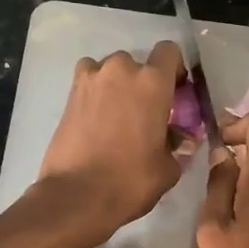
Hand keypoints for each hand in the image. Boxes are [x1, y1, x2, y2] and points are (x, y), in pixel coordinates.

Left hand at [37, 41, 186, 246]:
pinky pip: (88, 83)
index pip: (169, 52)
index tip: (175, 93)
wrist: (77, 196)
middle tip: (145, 114)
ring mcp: (90, 79)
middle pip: (138, 64)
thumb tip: (179, 138)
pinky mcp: (69, 95)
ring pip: (110, 71)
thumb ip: (177, 145)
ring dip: (116, 86)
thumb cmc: (131, 181)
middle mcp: (121, 70)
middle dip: (143, 83)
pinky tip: (97, 120)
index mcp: (152, 82)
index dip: (174, 70)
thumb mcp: (168, 168)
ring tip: (118, 117)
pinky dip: (95, 94)